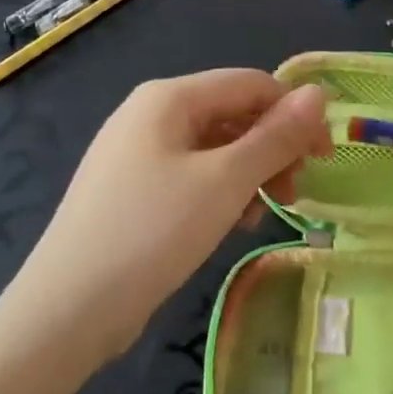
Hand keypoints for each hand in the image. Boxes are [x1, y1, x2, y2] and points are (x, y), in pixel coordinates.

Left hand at [12, 69, 331, 361]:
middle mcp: (150, 114)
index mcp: (169, 97)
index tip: (324, 159)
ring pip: (215, 148)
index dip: (294, 114)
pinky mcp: (132, 189)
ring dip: (250, 174)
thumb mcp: (226, 181)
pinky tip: (229, 225)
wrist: (68, 310)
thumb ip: (276, 135)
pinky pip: (191, 175)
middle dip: (272, 149)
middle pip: (233, 114)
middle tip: (294, 193)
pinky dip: (220, 192)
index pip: (251, 84)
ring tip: (262, 214)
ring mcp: (136, 152)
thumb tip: (319, 94)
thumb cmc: (153, 232)